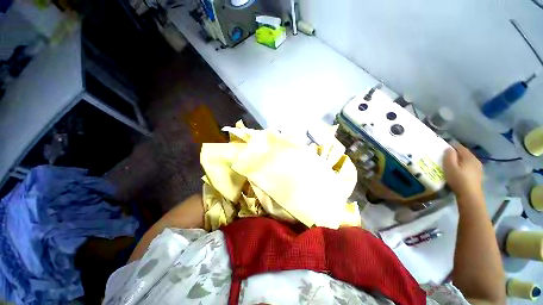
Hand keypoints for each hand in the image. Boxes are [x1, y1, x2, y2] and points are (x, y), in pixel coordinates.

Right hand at [443, 144, 482, 198]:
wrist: (470, 195)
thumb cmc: (458, 179)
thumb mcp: (450, 167)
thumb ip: (449, 156)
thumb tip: (449, 148)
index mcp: (469, 157)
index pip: (459, 147)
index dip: (451, 145)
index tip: (442, 147)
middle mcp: (475, 160)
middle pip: (464, 153)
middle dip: (455, 153)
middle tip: (445, 155)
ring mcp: (478, 168)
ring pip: (467, 160)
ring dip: (460, 160)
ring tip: (451, 163)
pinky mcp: (477, 175)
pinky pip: (469, 166)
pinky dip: (463, 166)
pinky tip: (458, 171)